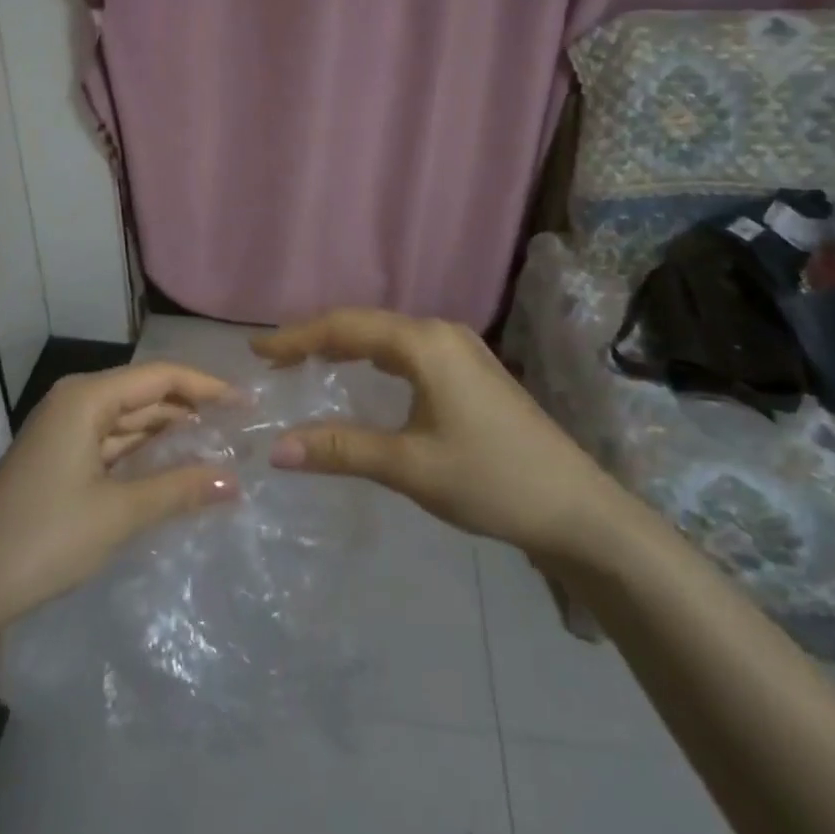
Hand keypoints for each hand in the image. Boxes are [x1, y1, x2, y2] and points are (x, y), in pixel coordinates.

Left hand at [0, 363, 238, 647]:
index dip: (208, 387)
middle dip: (192, 410)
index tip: (249, 404)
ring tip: (220, 449)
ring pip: (130, 422)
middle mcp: (76, 403)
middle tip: (241, 430)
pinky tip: (176, 470)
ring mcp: (65, 433)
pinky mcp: (60, 461)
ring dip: (171, 435)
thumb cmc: (43, 539)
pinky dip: (145, 455)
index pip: (161, 376)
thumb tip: (236, 482)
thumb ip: (180, 489)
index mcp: (86, 397)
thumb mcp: (118, 513)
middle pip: (146, 395)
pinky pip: (114, 446)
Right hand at [254, 309, 619, 558]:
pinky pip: (408, 351)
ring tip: (306, 363)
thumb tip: (276, 449)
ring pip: (388, 336)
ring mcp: (461, 349)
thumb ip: (342, 450)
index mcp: (425, 343)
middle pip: (365, 324)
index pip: (345, 328)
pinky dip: (374, 358)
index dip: (297, 337)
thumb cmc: (491, 480)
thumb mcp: (410, 466)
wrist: (577, 509)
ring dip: (346, 346)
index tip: (257, 352)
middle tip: (275, 360)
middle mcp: (441, 333)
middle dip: (317, 338)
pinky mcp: (471, 370)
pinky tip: (362, 376)